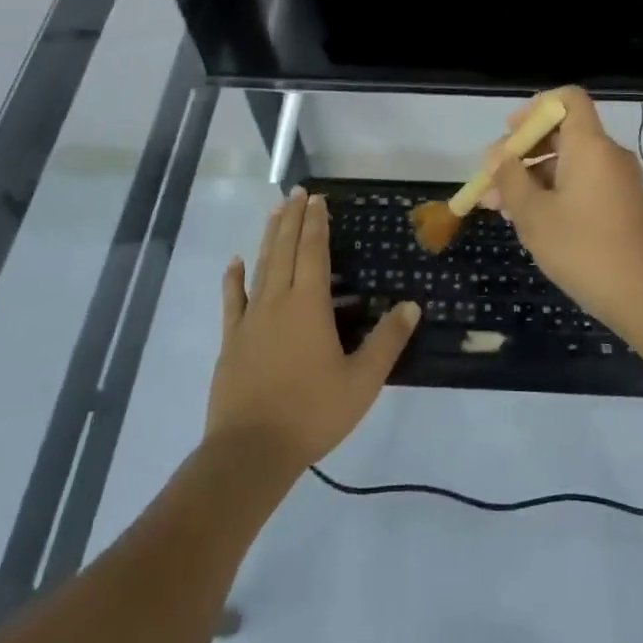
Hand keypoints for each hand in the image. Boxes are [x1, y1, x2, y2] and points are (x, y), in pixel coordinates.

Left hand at [207, 188, 420, 473]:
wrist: (251, 450)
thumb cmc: (312, 412)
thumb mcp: (362, 381)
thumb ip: (387, 341)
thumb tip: (411, 305)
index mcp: (309, 305)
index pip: (313, 251)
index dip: (316, 223)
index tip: (317, 199)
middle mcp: (277, 301)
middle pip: (284, 249)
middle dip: (292, 218)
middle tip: (296, 192)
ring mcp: (249, 318)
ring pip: (260, 266)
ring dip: (269, 237)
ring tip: (274, 212)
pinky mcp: (231, 339)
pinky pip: (232, 299)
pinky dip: (234, 277)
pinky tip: (235, 262)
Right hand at [484, 88, 642, 334]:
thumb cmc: (582, 249)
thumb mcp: (533, 214)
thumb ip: (510, 178)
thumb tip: (497, 156)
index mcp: (589, 145)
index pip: (568, 99)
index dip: (536, 108)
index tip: (510, 134)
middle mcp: (607, 155)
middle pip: (562, 132)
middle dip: (523, 151)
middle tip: (492, 179)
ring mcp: (617, 181)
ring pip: (568, 162)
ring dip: (533, 177)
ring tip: (500, 207)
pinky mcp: (621, 206)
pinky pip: (582, 183)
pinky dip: (554, 191)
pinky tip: (529, 220)